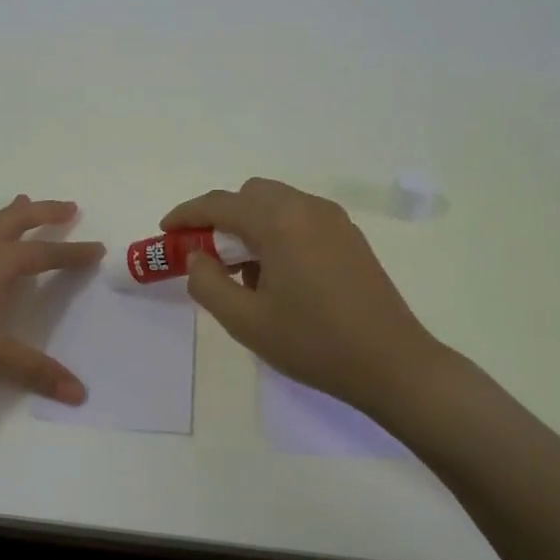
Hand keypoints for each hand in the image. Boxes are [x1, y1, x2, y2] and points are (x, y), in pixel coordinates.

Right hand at [161, 178, 447, 420]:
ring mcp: (334, 220)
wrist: (393, 364)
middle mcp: (307, 208)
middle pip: (250, 195)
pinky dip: (276, 231)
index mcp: (279, 222)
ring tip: (242, 270)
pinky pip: (300, 218)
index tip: (165, 231)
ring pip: (276, 203)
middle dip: (220, 217)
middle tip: (206, 254)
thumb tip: (198, 257)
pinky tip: (277, 274)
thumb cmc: (314, 343)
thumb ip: (207, 283)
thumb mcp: (245, 321)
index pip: (220, 204)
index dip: (186, 214)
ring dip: (249, 224)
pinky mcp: (350, 237)